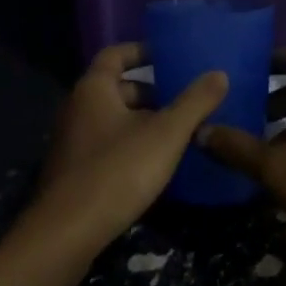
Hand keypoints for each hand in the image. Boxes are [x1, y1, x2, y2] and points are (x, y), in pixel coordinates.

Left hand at [25, 43, 228, 274]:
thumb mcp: (165, 134)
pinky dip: (130, 147)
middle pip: (117, 89)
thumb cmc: (117, 171)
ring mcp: (72, 142)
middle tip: (183, 102)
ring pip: (113, 120)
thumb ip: (194, 102)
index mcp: (94, 88)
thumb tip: (220, 74)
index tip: (169, 56)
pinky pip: (106, 146)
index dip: (142, 51)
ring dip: (142, 123)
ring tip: (177, 135)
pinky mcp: (73, 173)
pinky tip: (153, 167)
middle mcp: (77, 108)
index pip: (116, 54)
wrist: (66, 235)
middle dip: (150, 93)